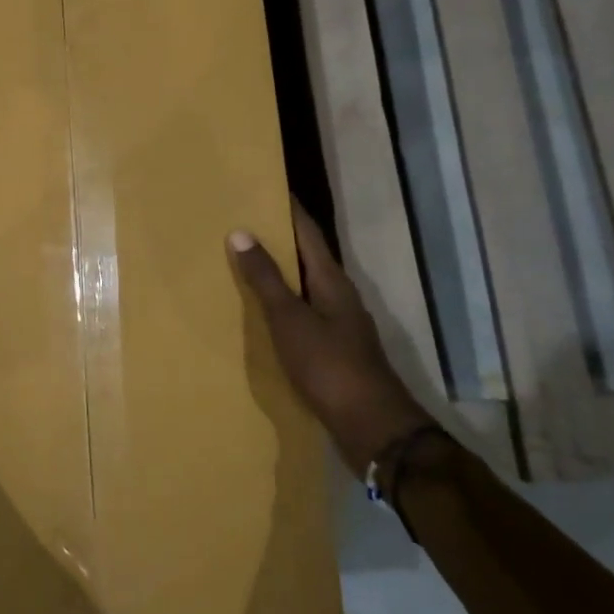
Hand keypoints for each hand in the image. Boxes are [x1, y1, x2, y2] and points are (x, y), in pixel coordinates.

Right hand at [229, 199, 431, 471]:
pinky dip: (281, 304)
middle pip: (307, 257)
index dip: (288, 208)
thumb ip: (266, 279)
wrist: (372, 427)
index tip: (264, 186)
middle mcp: (339, 296)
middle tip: (241, 221)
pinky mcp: (334, 351)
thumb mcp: (291, 319)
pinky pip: (303, 313)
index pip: (308, 232)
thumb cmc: (330, 367)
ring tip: (244, 262)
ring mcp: (339, 325)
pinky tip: (261, 313)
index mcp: (332, 281)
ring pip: (304, 286)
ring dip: (279, 272)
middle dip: (278, 238)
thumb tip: (241, 232)